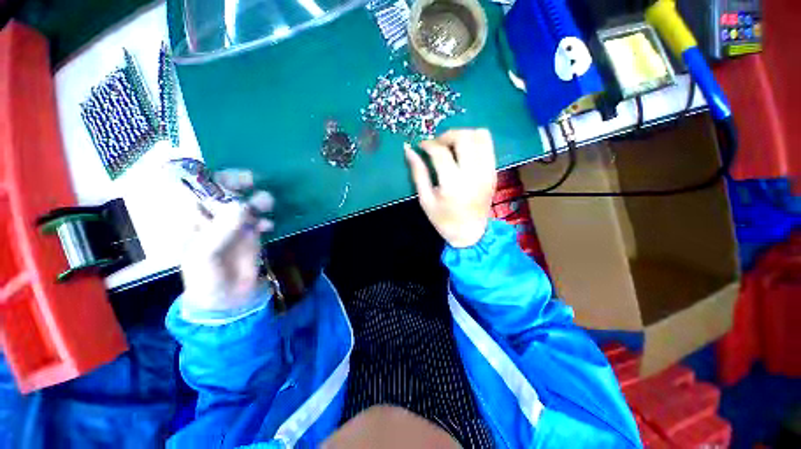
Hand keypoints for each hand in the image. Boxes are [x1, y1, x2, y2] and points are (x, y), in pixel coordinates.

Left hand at [180, 169, 274, 313]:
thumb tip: (243, 206)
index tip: (223, 173)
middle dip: (236, 183)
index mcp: (192, 219)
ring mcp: (233, 225)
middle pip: (222, 191)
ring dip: (256, 200)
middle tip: (252, 180)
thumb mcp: (206, 254)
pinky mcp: (251, 234)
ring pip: (244, 203)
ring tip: (267, 204)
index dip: (207, 177)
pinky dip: (265, 218)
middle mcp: (212, 218)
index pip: (195, 189)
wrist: (226, 298)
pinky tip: (268, 226)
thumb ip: (221, 229)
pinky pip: (259, 218)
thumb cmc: (205, 277)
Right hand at [405, 129, 496, 247]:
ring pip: (480, 136)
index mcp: (453, 184)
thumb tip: (409, 150)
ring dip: (463, 134)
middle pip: (463, 138)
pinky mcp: (493, 171)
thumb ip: (418, 173)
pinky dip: (475, 141)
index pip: (440, 152)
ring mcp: (487, 171)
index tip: (421, 145)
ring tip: (451, 145)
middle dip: (446, 135)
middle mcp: (473, 174)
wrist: (471, 233)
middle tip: (437, 145)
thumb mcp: (426, 200)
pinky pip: (488, 145)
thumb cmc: (444, 220)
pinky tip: (464, 151)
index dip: (428, 144)